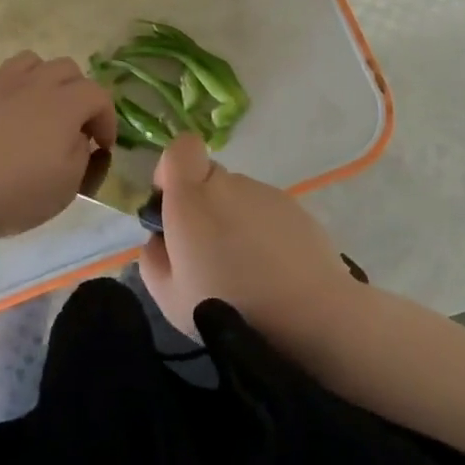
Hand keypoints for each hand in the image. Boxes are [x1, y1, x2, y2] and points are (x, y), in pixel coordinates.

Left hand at [0, 52, 115, 250]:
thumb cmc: (10, 196)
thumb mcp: (65, 187)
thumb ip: (81, 153)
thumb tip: (78, 136)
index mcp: (62, 105)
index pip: (98, 94)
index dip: (107, 119)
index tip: (102, 146)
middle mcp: (32, 83)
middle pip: (67, 69)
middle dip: (78, 93)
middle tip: (73, 125)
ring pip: (30, 62)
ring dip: (42, 81)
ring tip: (36, 110)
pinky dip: (7, 89)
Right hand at [139, 135, 362, 353]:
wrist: (311, 317)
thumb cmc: (229, 305)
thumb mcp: (168, 297)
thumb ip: (153, 257)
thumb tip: (159, 238)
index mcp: (192, 197)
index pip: (181, 148)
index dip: (172, 169)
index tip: (171, 204)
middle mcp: (230, 184)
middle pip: (210, 177)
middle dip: (203, 205)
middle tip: (208, 252)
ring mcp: (268, 194)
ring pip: (240, 197)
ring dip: (235, 221)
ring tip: (246, 270)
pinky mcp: (298, 210)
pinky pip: (268, 213)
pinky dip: (264, 233)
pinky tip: (273, 272)